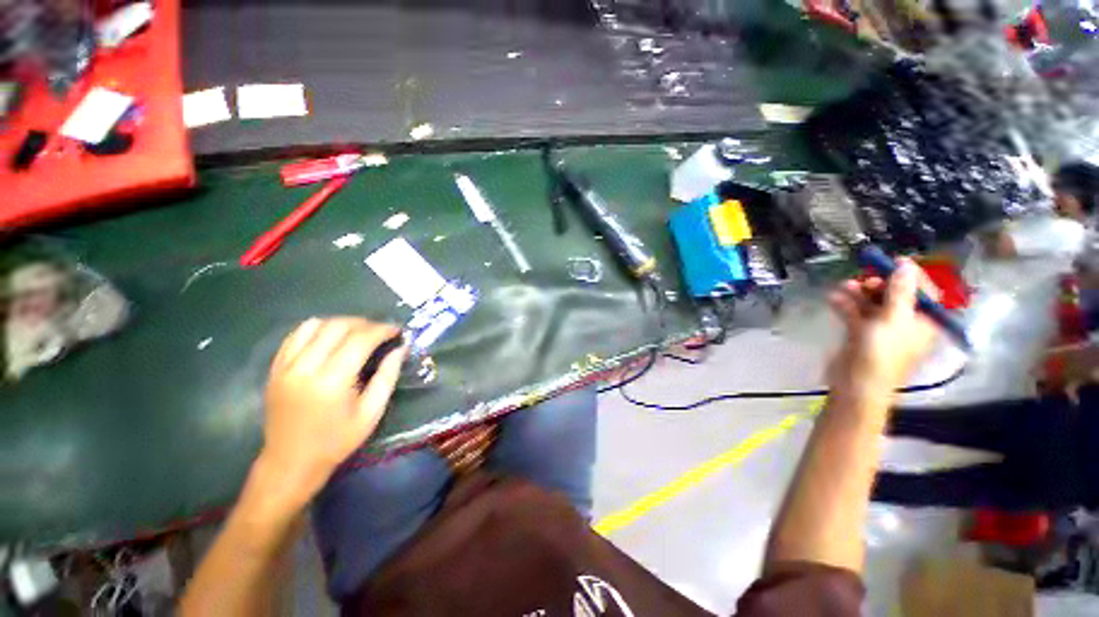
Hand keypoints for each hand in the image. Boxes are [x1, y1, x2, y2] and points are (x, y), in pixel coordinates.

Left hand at [259, 318, 406, 503]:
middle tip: (381, 331)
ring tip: (358, 332)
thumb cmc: (337, 441)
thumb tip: (400, 349)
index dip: (382, 330)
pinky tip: (331, 337)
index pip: (360, 339)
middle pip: (337, 326)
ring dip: (341, 323)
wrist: (290, 462)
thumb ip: (387, 376)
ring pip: (315, 325)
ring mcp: (286, 366)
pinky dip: (317, 328)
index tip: (397, 330)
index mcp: (332, 381)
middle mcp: (305, 368)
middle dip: (365, 323)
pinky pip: (296, 335)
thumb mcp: (372, 413)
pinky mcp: (275, 368)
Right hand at [826, 259, 939, 405]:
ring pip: (872, 303)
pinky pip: (855, 313)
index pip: (923, 292)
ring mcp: (881, 328)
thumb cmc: (882, 353)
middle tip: (865, 277)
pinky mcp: (860, 333)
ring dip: (859, 293)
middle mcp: (905, 322)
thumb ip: (900, 291)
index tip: (894, 261)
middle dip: (880, 284)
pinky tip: (834, 298)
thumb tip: (906, 265)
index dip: (911, 276)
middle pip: (895, 295)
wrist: (856, 383)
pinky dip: (845, 305)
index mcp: (923, 321)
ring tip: (845, 285)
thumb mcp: (893, 319)